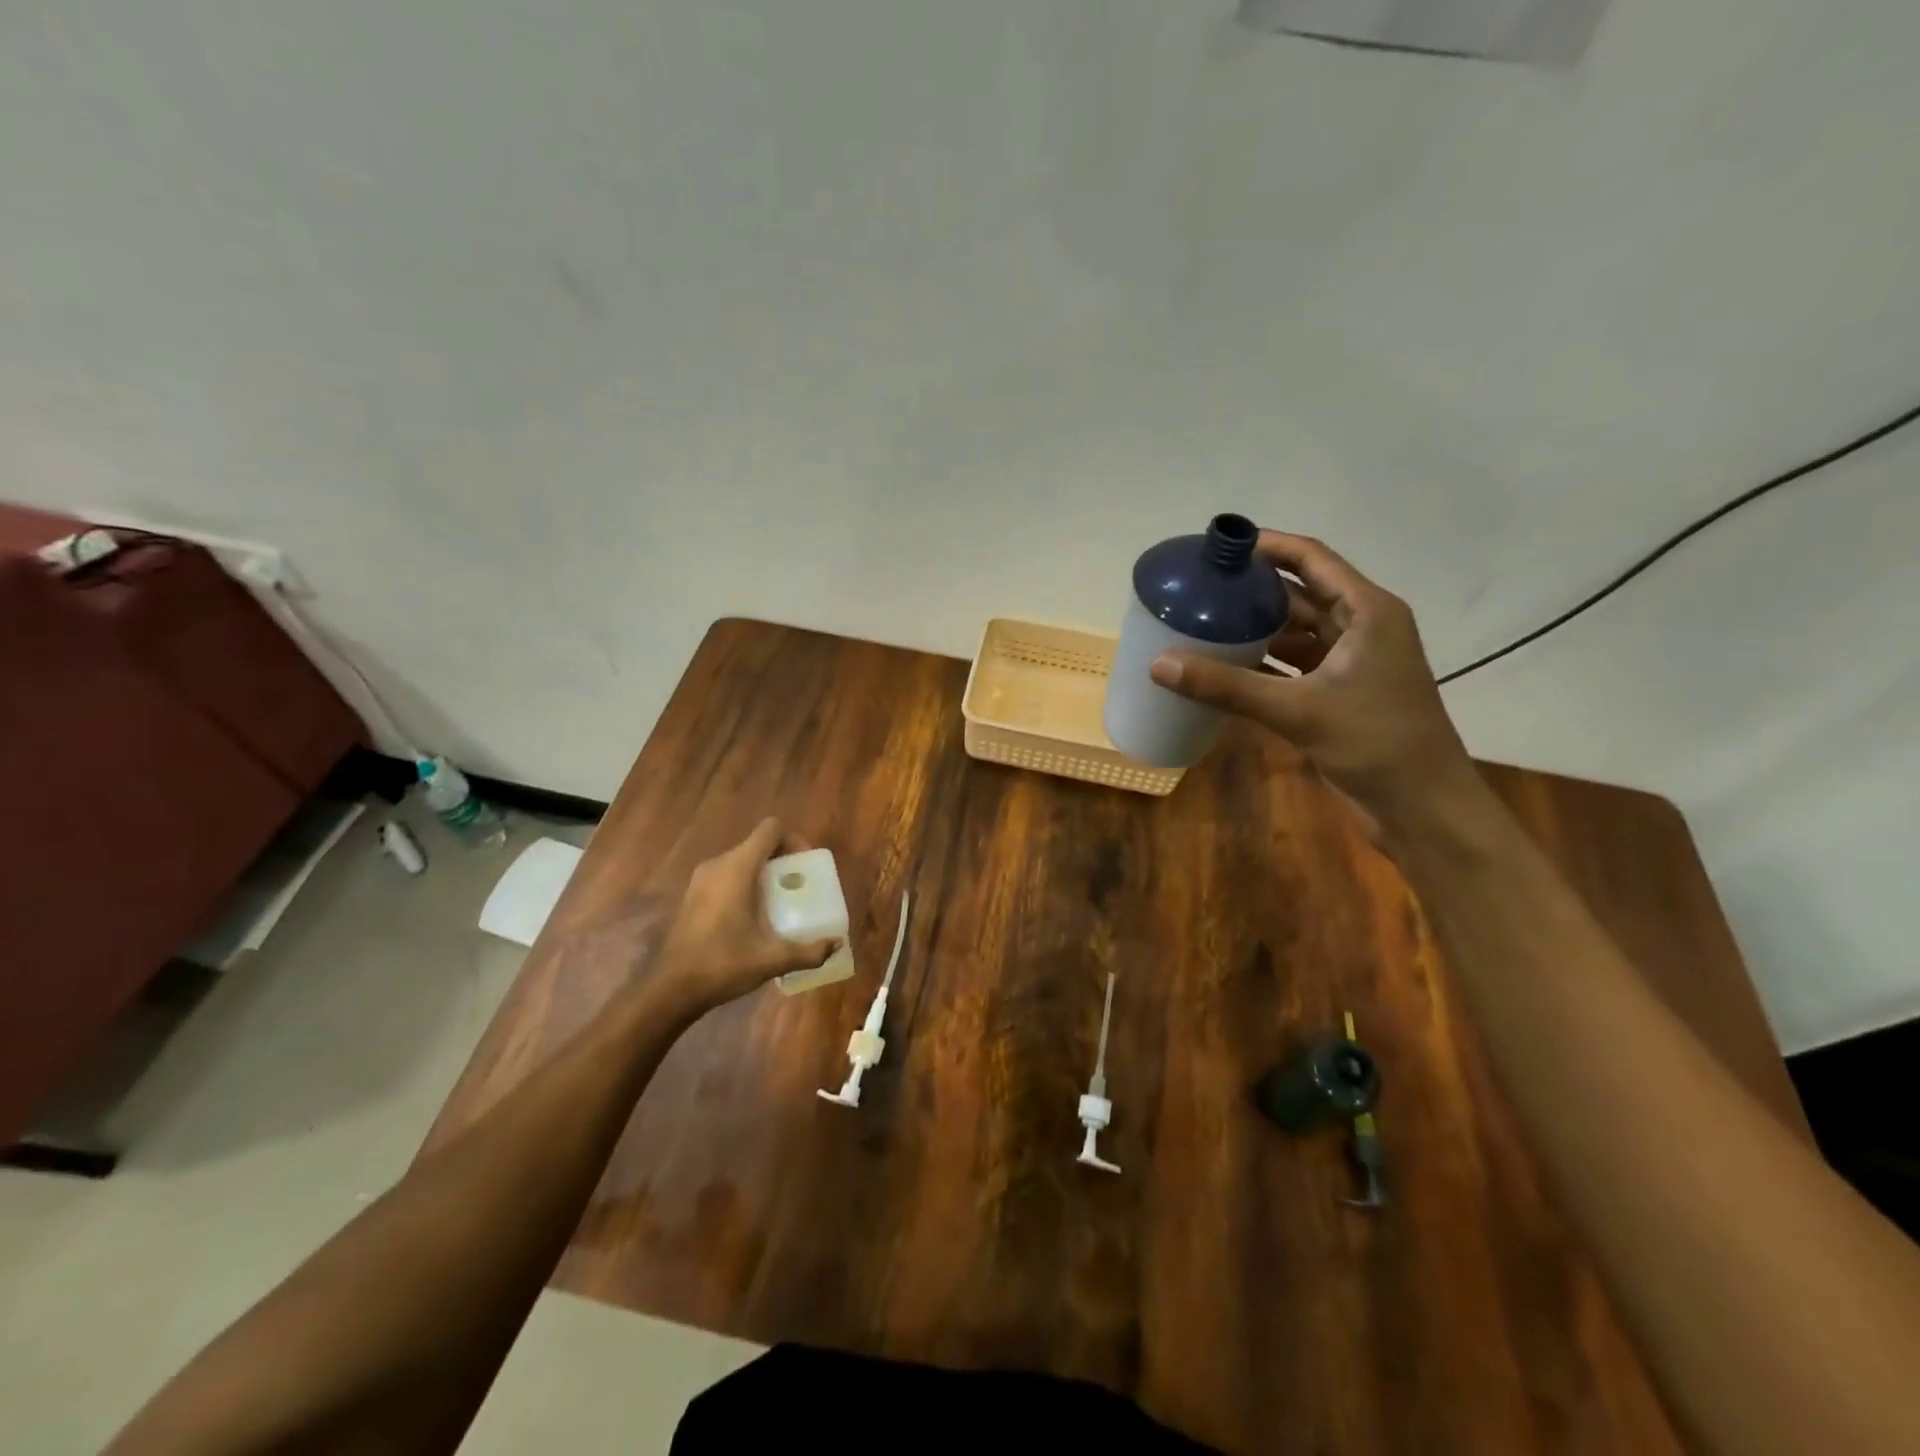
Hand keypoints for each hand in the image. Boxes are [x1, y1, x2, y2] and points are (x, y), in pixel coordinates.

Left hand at [650, 818, 837, 1016]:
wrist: (670, 989)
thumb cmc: (722, 964)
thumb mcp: (771, 959)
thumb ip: (808, 951)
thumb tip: (836, 944)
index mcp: (738, 868)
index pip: (770, 830)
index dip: (793, 840)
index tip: (805, 865)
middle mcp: (718, 865)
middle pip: (757, 844)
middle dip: (782, 859)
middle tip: (799, 886)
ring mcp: (702, 879)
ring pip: (742, 860)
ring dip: (764, 872)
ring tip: (780, 901)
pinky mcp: (693, 894)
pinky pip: (727, 875)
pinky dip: (745, 883)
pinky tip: (754, 915)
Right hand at [1148, 531, 1478, 833]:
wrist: (1423, 806)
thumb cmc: (1375, 742)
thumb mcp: (1297, 710)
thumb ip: (1228, 687)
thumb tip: (1159, 665)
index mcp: (1367, 612)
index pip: (1311, 559)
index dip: (1267, 546)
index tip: (1220, 546)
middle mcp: (1362, 627)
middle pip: (1301, 593)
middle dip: (1253, 589)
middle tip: (1201, 586)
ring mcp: (1352, 662)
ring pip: (1296, 631)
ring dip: (1256, 628)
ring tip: (1204, 622)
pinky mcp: (1340, 692)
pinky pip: (1294, 664)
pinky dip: (1263, 663)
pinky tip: (1225, 666)